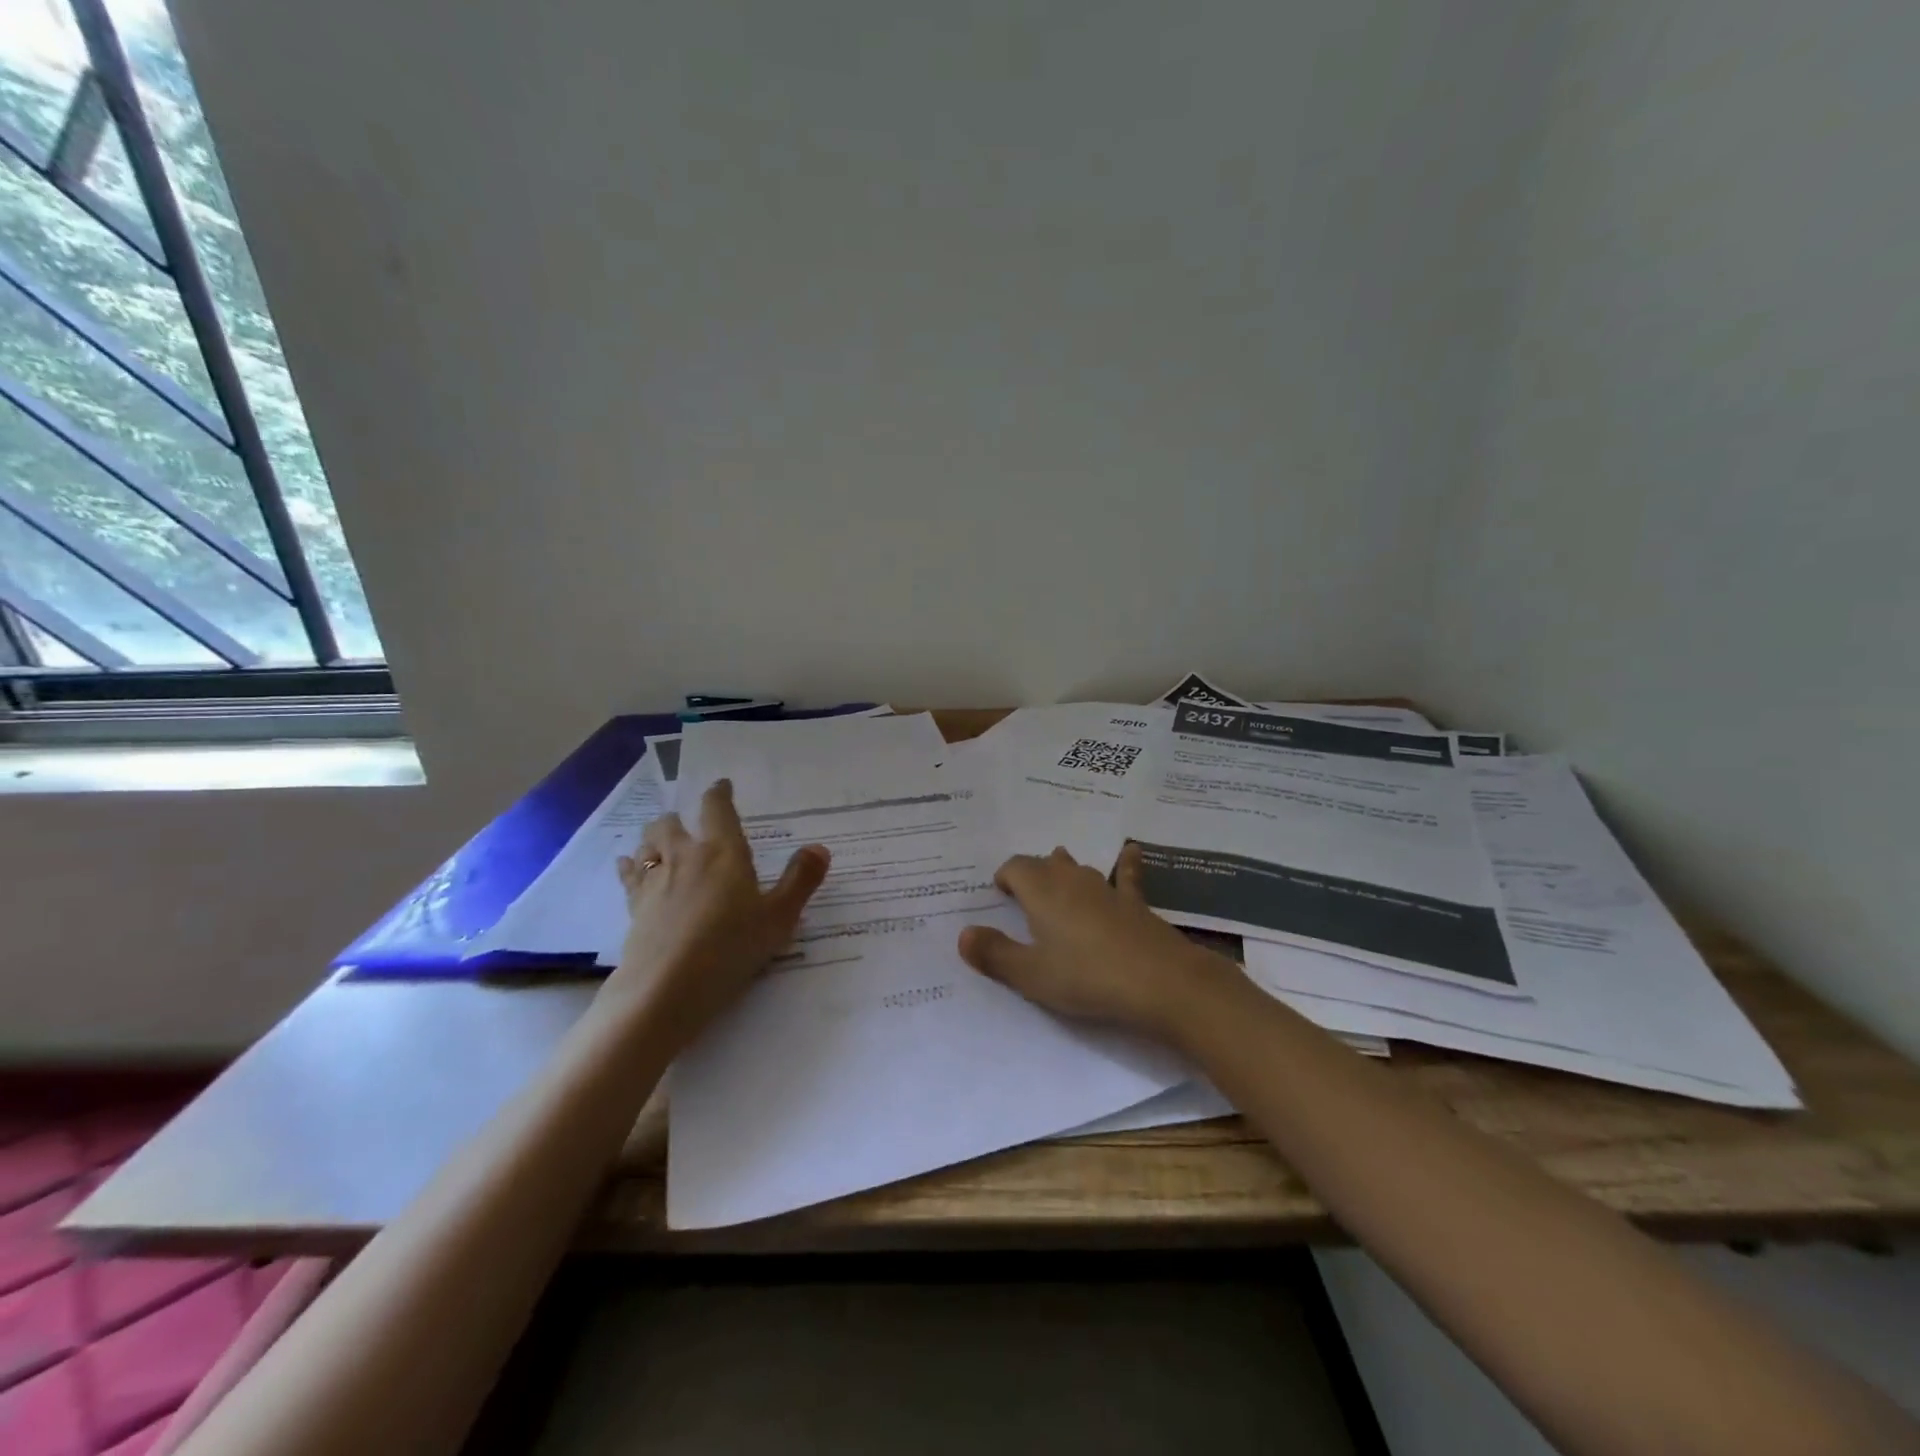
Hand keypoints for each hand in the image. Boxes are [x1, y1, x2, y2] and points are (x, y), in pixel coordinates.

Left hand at [607, 779, 829, 1045]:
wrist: (666, 989)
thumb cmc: (731, 948)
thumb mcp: (779, 917)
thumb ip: (800, 880)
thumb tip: (820, 847)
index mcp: (723, 852)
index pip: (718, 810)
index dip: (719, 794)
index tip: (721, 785)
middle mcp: (685, 857)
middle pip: (672, 824)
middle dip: (679, 818)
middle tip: (685, 820)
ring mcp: (655, 882)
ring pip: (648, 845)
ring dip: (654, 838)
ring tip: (659, 838)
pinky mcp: (635, 908)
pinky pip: (629, 876)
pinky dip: (630, 866)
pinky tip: (627, 865)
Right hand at [957, 843, 1233, 1038]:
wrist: (1159, 980)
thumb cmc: (1086, 976)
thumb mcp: (1031, 975)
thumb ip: (994, 954)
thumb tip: (963, 934)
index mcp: (1041, 891)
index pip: (1016, 867)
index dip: (1005, 877)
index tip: (999, 894)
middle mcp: (1071, 880)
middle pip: (1045, 864)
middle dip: (1031, 873)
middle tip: (1023, 893)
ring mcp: (1106, 888)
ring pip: (1079, 867)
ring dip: (1065, 869)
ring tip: (1058, 869)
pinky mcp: (1134, 902)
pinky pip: (1126, 874)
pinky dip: (1124, 863)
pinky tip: (1131, 850)